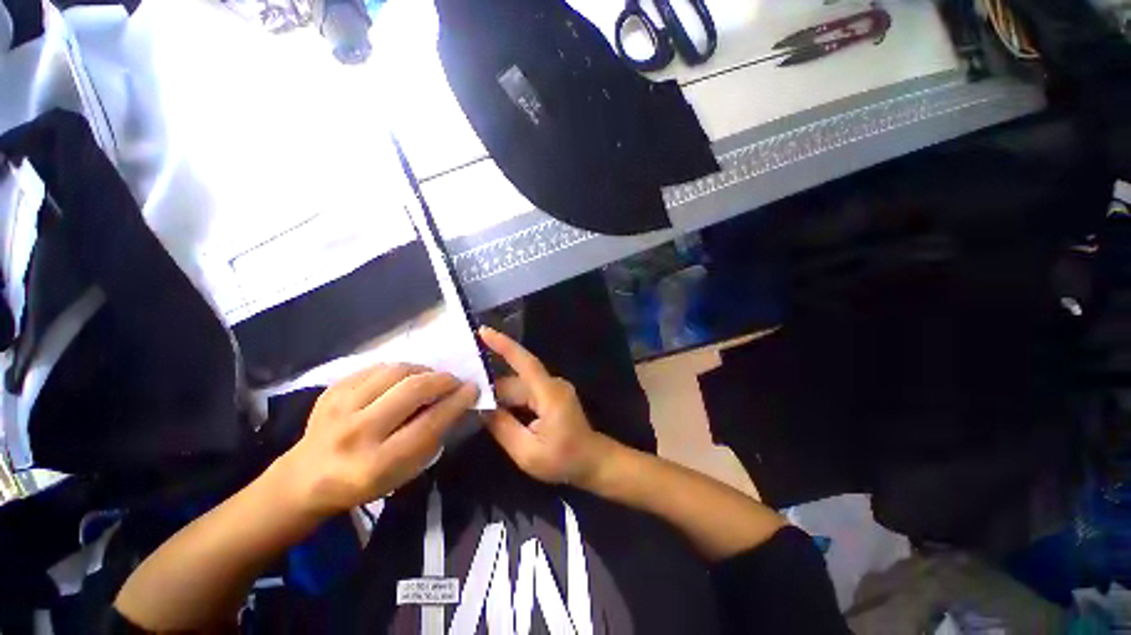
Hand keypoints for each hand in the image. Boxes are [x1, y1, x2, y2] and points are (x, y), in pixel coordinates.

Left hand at [273, 363, 478, 517]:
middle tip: (454, 381)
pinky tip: (402, 380)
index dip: (456, 401)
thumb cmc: (363, 482)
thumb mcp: (405, 472)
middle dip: (442, 379)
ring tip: (428, 379)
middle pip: (412, 389)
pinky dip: (398, 370)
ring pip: (394, 371)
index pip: (429, 422)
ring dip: (421, 371)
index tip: (473, 388)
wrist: (305, 479)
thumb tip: (455, 402)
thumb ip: (432, 437)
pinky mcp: (331, 391)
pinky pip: (376, 367)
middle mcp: (356, 432)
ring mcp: (339, 408)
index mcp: (377, 462)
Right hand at [479, 326, 617, 487]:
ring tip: (472, 402)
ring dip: (499, 394)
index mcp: (549, 394)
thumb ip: (503, 427)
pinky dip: (510, 399)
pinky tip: (494, 408)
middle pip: (516, 379)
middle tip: (460, 390)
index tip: (483, 331)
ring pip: (519, 386)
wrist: (592, 461)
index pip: (525, 362)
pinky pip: (526, 391)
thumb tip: (483, 408)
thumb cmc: (563, 459)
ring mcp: (553, 388)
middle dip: (490, 385)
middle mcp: (552, 384)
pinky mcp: (552, 394)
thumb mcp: (527, 452)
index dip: (504, 345)